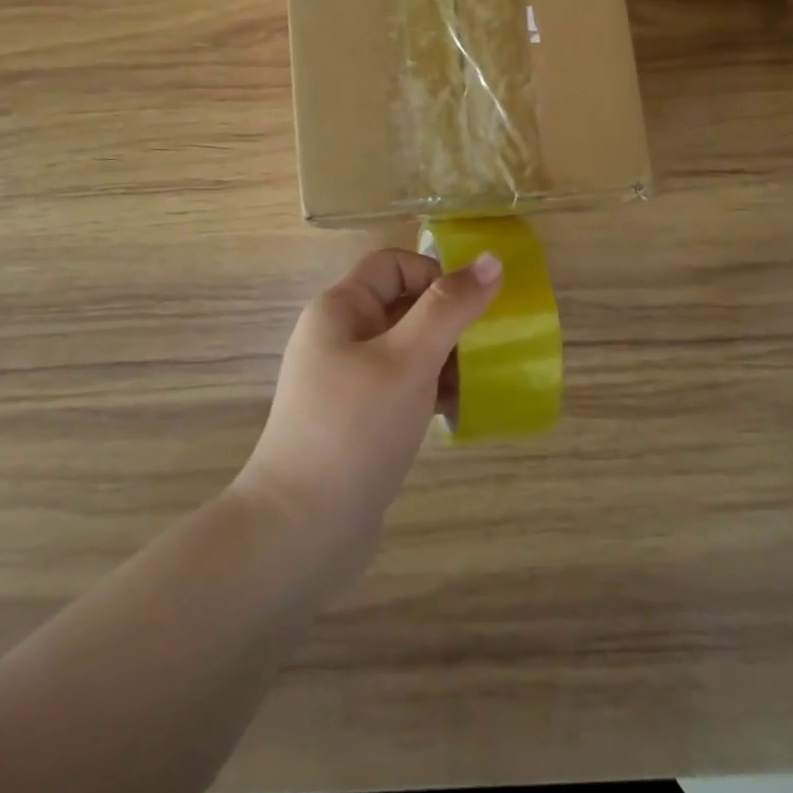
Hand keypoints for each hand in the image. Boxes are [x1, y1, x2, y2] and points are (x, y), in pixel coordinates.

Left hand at [235, 248, 502, 582]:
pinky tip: (457, 413)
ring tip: (477, 385)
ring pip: (408, 349)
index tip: (470, 312)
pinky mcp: (358, 419)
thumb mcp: (408, 360)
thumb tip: (492, 259)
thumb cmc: (355, 429)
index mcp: (341, 309)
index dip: (435, 276)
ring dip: (445, 360)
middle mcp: (340, 336)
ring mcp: (347, 380)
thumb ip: (450, 308)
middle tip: (485, 351)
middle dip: (448, 323)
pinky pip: (402, 387)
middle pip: (404, 305)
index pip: (395, 265)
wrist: (300, 532)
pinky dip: (431, 391)